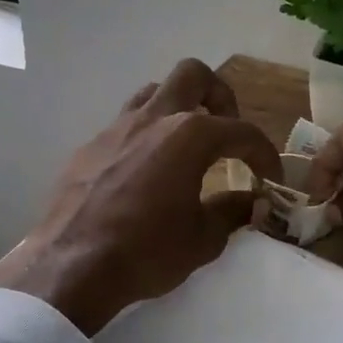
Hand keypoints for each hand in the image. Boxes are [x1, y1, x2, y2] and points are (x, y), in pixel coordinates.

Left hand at [0, 60, 281, 333]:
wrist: (72, 266)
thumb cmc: (147, 251)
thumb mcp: (204, 239)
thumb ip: (233, 211)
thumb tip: (252, 202)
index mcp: (189, 135)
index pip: (242, 131)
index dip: (265, 154)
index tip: (270, 178)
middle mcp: (154, 118)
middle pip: (194, 75)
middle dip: (219, 96)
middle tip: (225, 132)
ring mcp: (116, 128)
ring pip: (154, 92)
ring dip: (178, 109)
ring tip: (186, 145)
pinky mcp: (89, 147)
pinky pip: (125, 125)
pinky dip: (146, 137)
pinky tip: (146, 173)